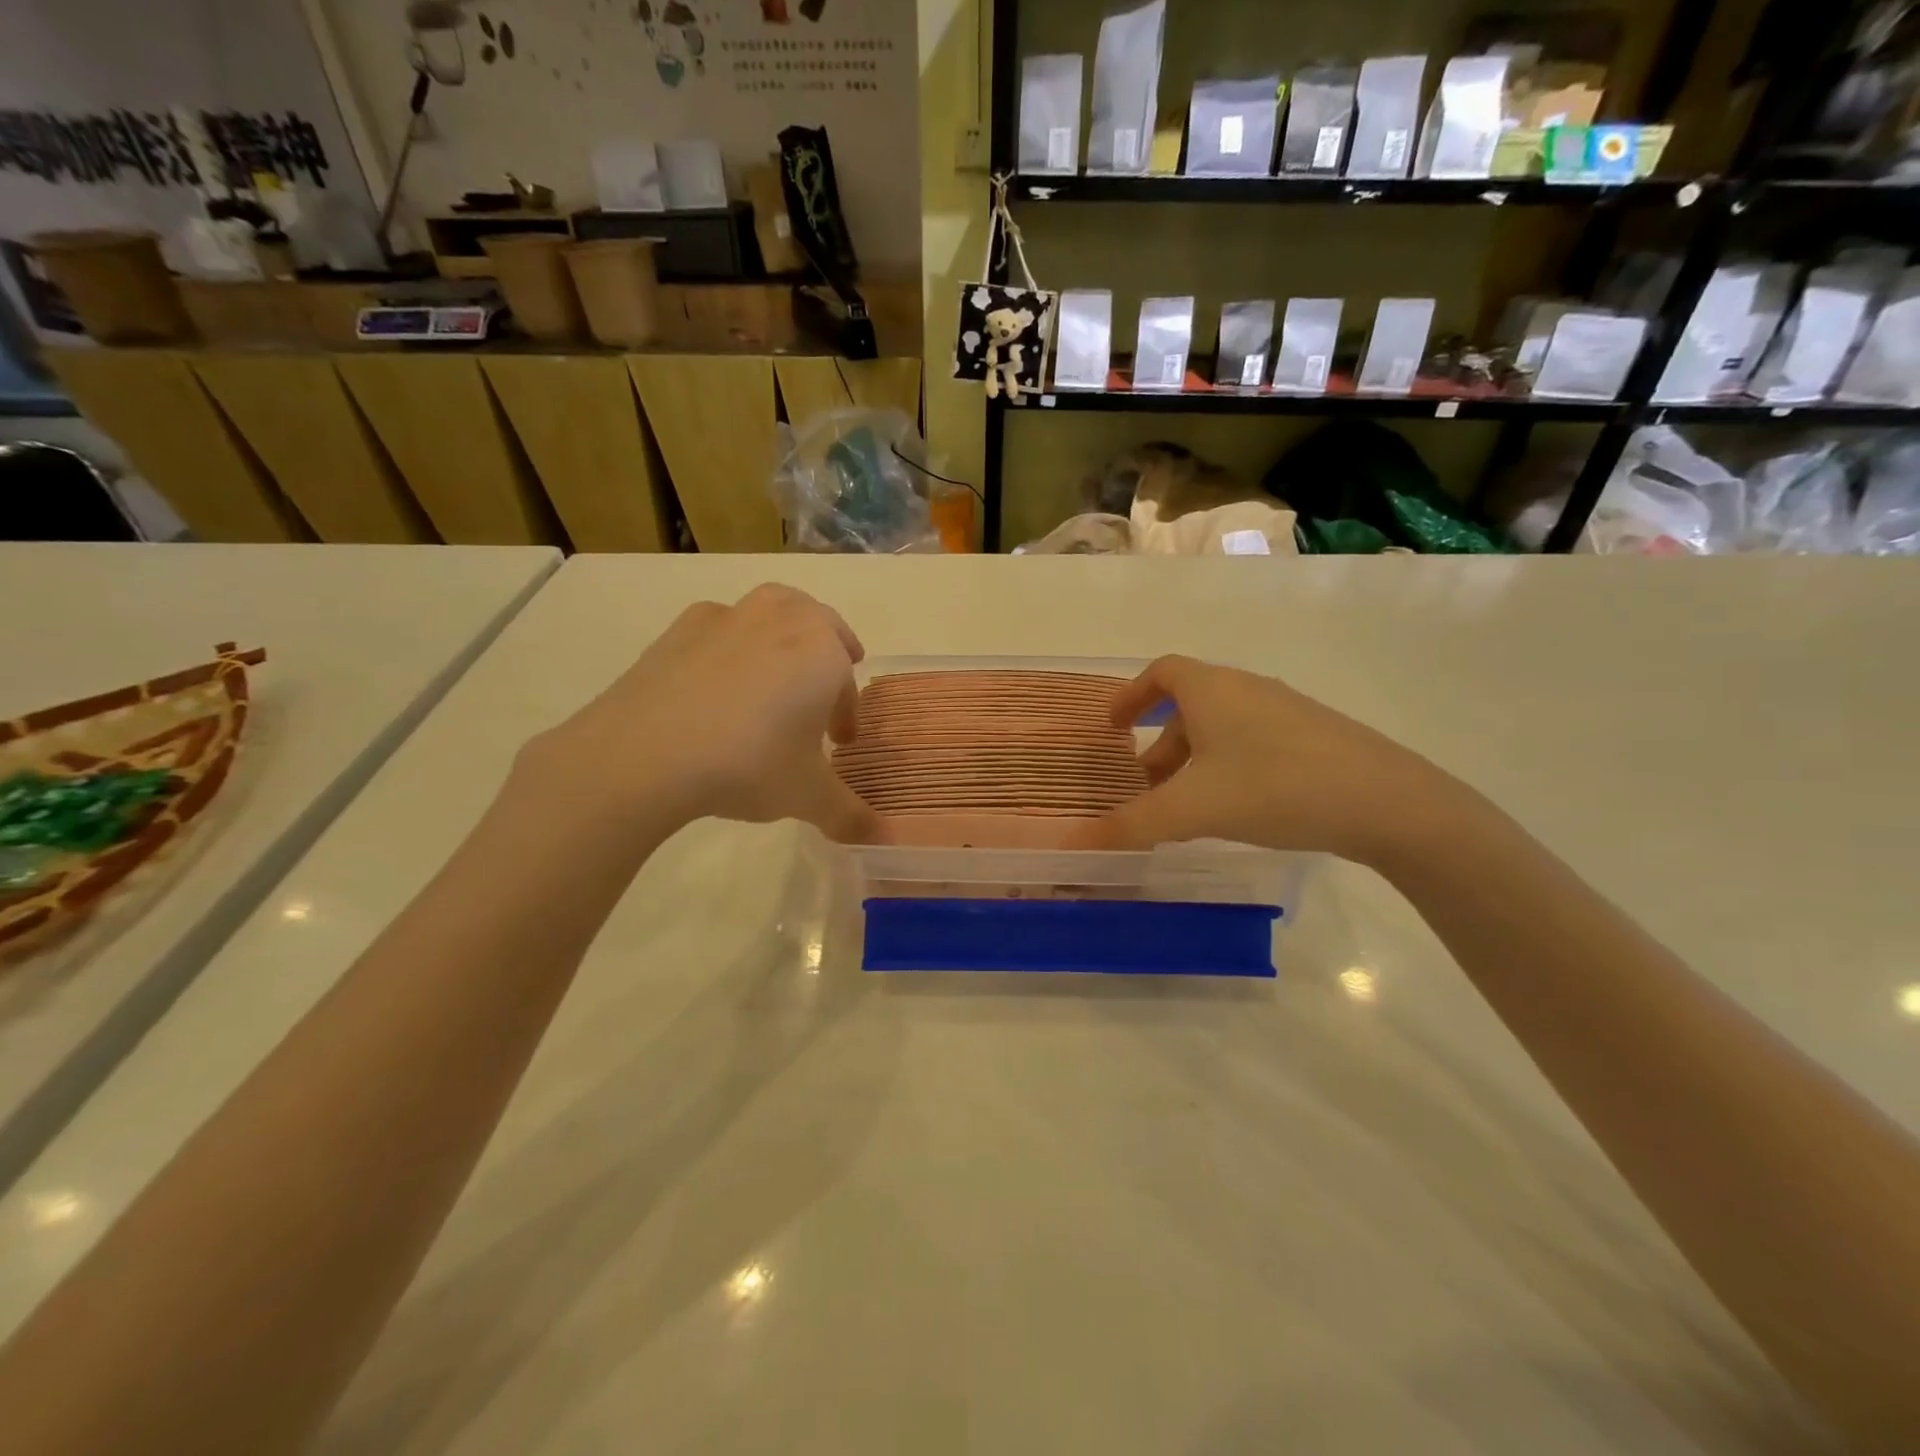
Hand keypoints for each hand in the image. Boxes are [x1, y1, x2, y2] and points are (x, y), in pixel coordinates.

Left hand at [526, 584, 877, 841]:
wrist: (644, 753)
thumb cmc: (748, 765)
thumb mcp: (807, 796)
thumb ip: (850, 814)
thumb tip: (883, 838)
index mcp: (823, 652)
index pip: (847, 679)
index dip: (846, 713)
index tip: (839, 743)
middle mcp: (782, 621)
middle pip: (818, 624)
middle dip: (827, 653)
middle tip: (820, 692)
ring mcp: (729, 617)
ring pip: (771, 612)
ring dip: (782, 636)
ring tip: (773, 676)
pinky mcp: (681, 627)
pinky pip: (721, 627)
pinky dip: (731, 645)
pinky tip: (716, 684)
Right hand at [1075, 655, 1460, 864]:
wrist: (1387, 802)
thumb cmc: (1274, 787)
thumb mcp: (1192, 809)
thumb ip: (1131, 825)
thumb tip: (1072, 844)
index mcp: (1211, 690)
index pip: (1161, 672)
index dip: (1130, 695)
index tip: (1112, 726)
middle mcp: (1247, 689)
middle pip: (1189, 704)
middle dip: (1159, 742)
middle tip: (1144, 784)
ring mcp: (1286, 711)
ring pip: (1222, 725)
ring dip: (1193, 757)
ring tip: (1185, 805)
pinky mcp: (1315, 737)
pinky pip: (1252, 741)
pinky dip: (1227, 765)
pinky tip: (1236, 807)